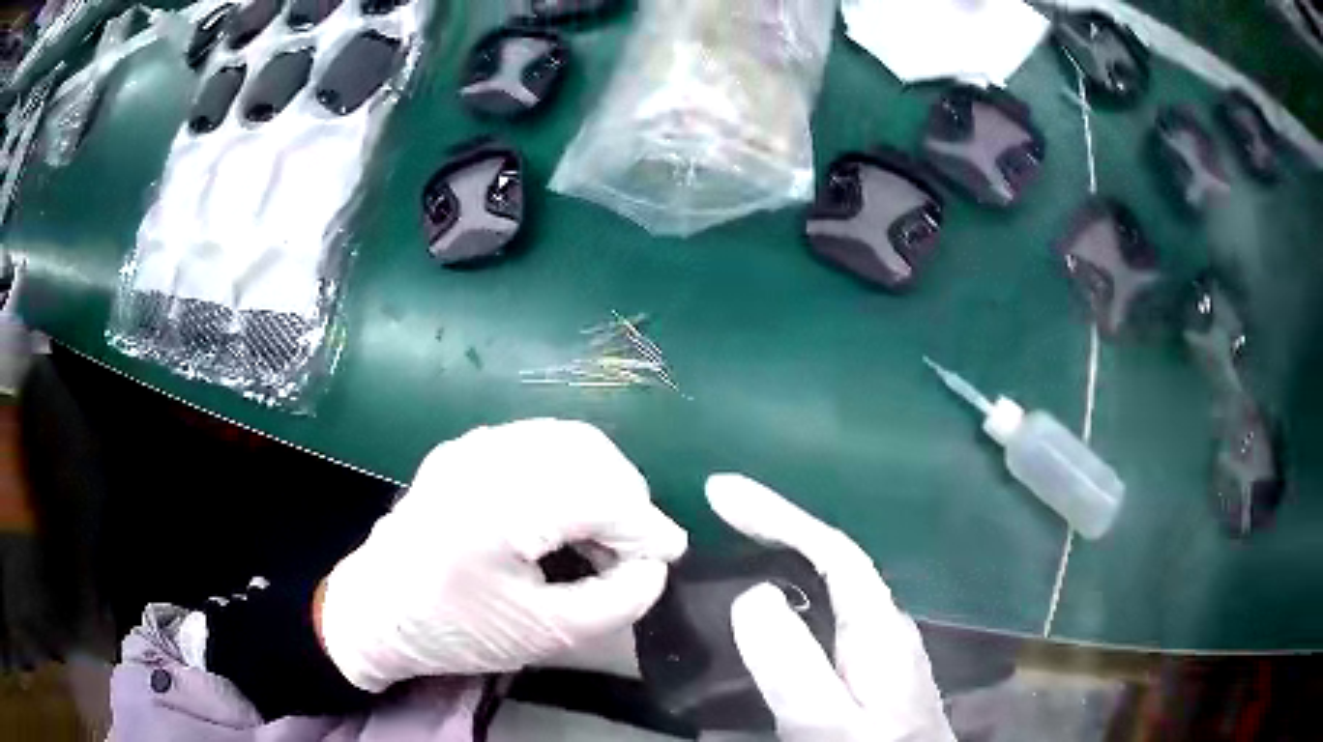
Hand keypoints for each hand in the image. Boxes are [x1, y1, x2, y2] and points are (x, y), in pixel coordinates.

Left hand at [319, 419, 687, 691]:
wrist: (376, 612)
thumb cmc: (455, 630)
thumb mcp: (546, 635)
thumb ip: (617, 602)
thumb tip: (654, 567)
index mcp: (499, 506)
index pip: (602, 494)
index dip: (647, 526)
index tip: (670, 556)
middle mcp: (485, 457)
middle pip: (590, 452)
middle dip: (628, 499)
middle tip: (633, 549)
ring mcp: (471, 445)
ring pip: (566, 440)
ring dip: (601, 481)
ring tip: (604, 534)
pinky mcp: (464, 449)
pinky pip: (537, 443)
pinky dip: (569, 472)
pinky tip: (567, 513)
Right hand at [706, 474, 954, 741]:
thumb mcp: (829, 721)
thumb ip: (795, 667)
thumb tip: (753, 595)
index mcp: (878, 627)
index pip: (831, 551)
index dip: (779, 515)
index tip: (721, 493)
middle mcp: (882, 625)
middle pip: (830, 561)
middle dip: (776, 528)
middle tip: (718, 513)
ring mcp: (878, 648)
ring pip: (827, 586)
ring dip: (781, 557)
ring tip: (732, 548)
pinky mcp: (867, 669)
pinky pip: (823, 614)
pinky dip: (789, 595)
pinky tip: (768, 611)